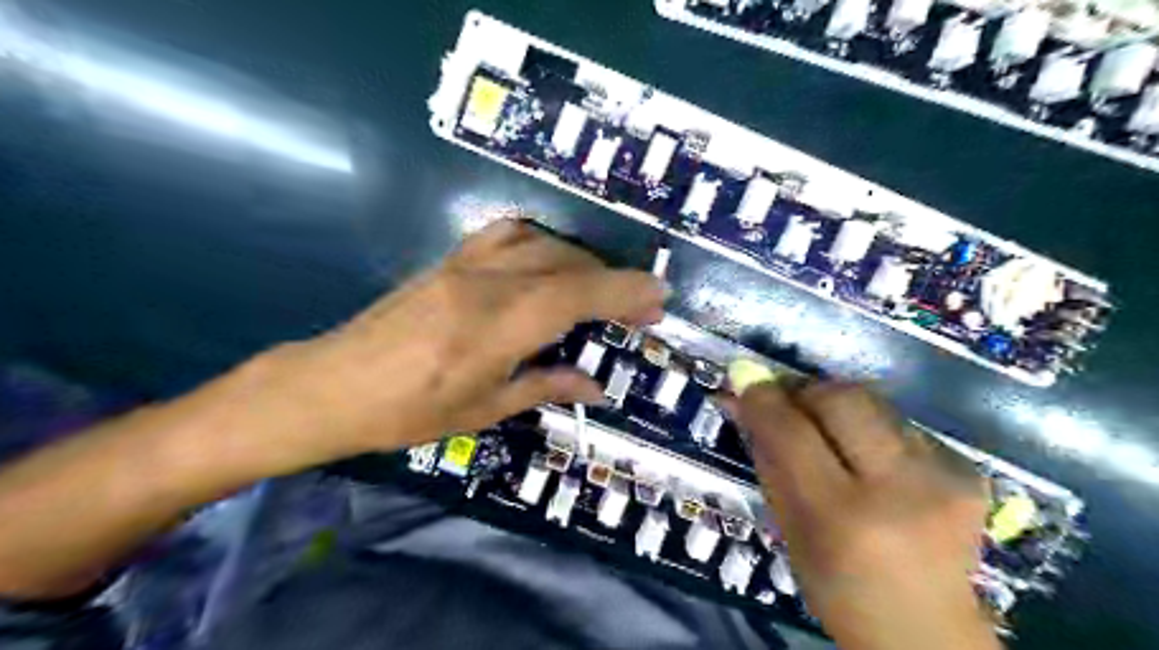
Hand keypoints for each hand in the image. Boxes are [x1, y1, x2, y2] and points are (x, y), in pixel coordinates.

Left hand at [262, 219, 660, 461]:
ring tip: (600, 287)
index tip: (659, 297)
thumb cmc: (407, 413)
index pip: (577, 295)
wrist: (330, 385)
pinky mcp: (448, 260)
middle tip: (642, 302)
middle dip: (614, 278)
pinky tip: (549, 261)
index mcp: (496, 327)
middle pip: (567, 263)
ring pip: (541, 242)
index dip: (624, 292)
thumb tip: (596, 385)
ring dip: (582, 259)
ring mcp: (463, 265)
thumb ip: (545, 387)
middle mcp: (486, 284)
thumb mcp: (483, 410)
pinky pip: (506, 233)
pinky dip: (542, 241)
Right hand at [732, 382, 996, 648]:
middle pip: (843, 397)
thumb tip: (740, 399)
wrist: (928, 633)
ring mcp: (943, 477)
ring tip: (830, 436)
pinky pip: (903, 424)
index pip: (792, 432)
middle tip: (790, 404)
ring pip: (875, 403)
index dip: (764, 398)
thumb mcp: (788, 529)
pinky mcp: (969, 472)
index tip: (747, 381)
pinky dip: (874, 429)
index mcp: (841, 516)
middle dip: (807, 391)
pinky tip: (872, 460)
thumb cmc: (838, 587)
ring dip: (840, 408)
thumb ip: (766, 457)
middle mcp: (899, 489)